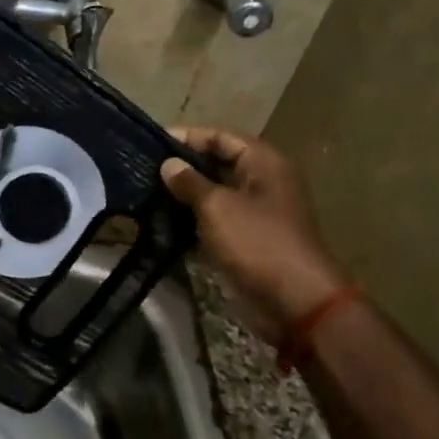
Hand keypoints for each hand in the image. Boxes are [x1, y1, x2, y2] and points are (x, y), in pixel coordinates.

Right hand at [162, 127, 347, 327]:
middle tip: (143, 169)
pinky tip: (160, 222)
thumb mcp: (217, 207)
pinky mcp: (245, 240)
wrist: (294, 302)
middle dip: (182, 166)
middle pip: (216, 163)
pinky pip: (214, 220)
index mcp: (263, 163)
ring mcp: (254, 212)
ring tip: (145, 193)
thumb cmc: (257, 242)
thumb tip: (168, 164)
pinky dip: (191, 220)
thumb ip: (189, 182)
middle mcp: (261, 182)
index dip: (186, 137)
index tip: (149, 143)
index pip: (219, 136)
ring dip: (183, 195)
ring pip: (213, 194)